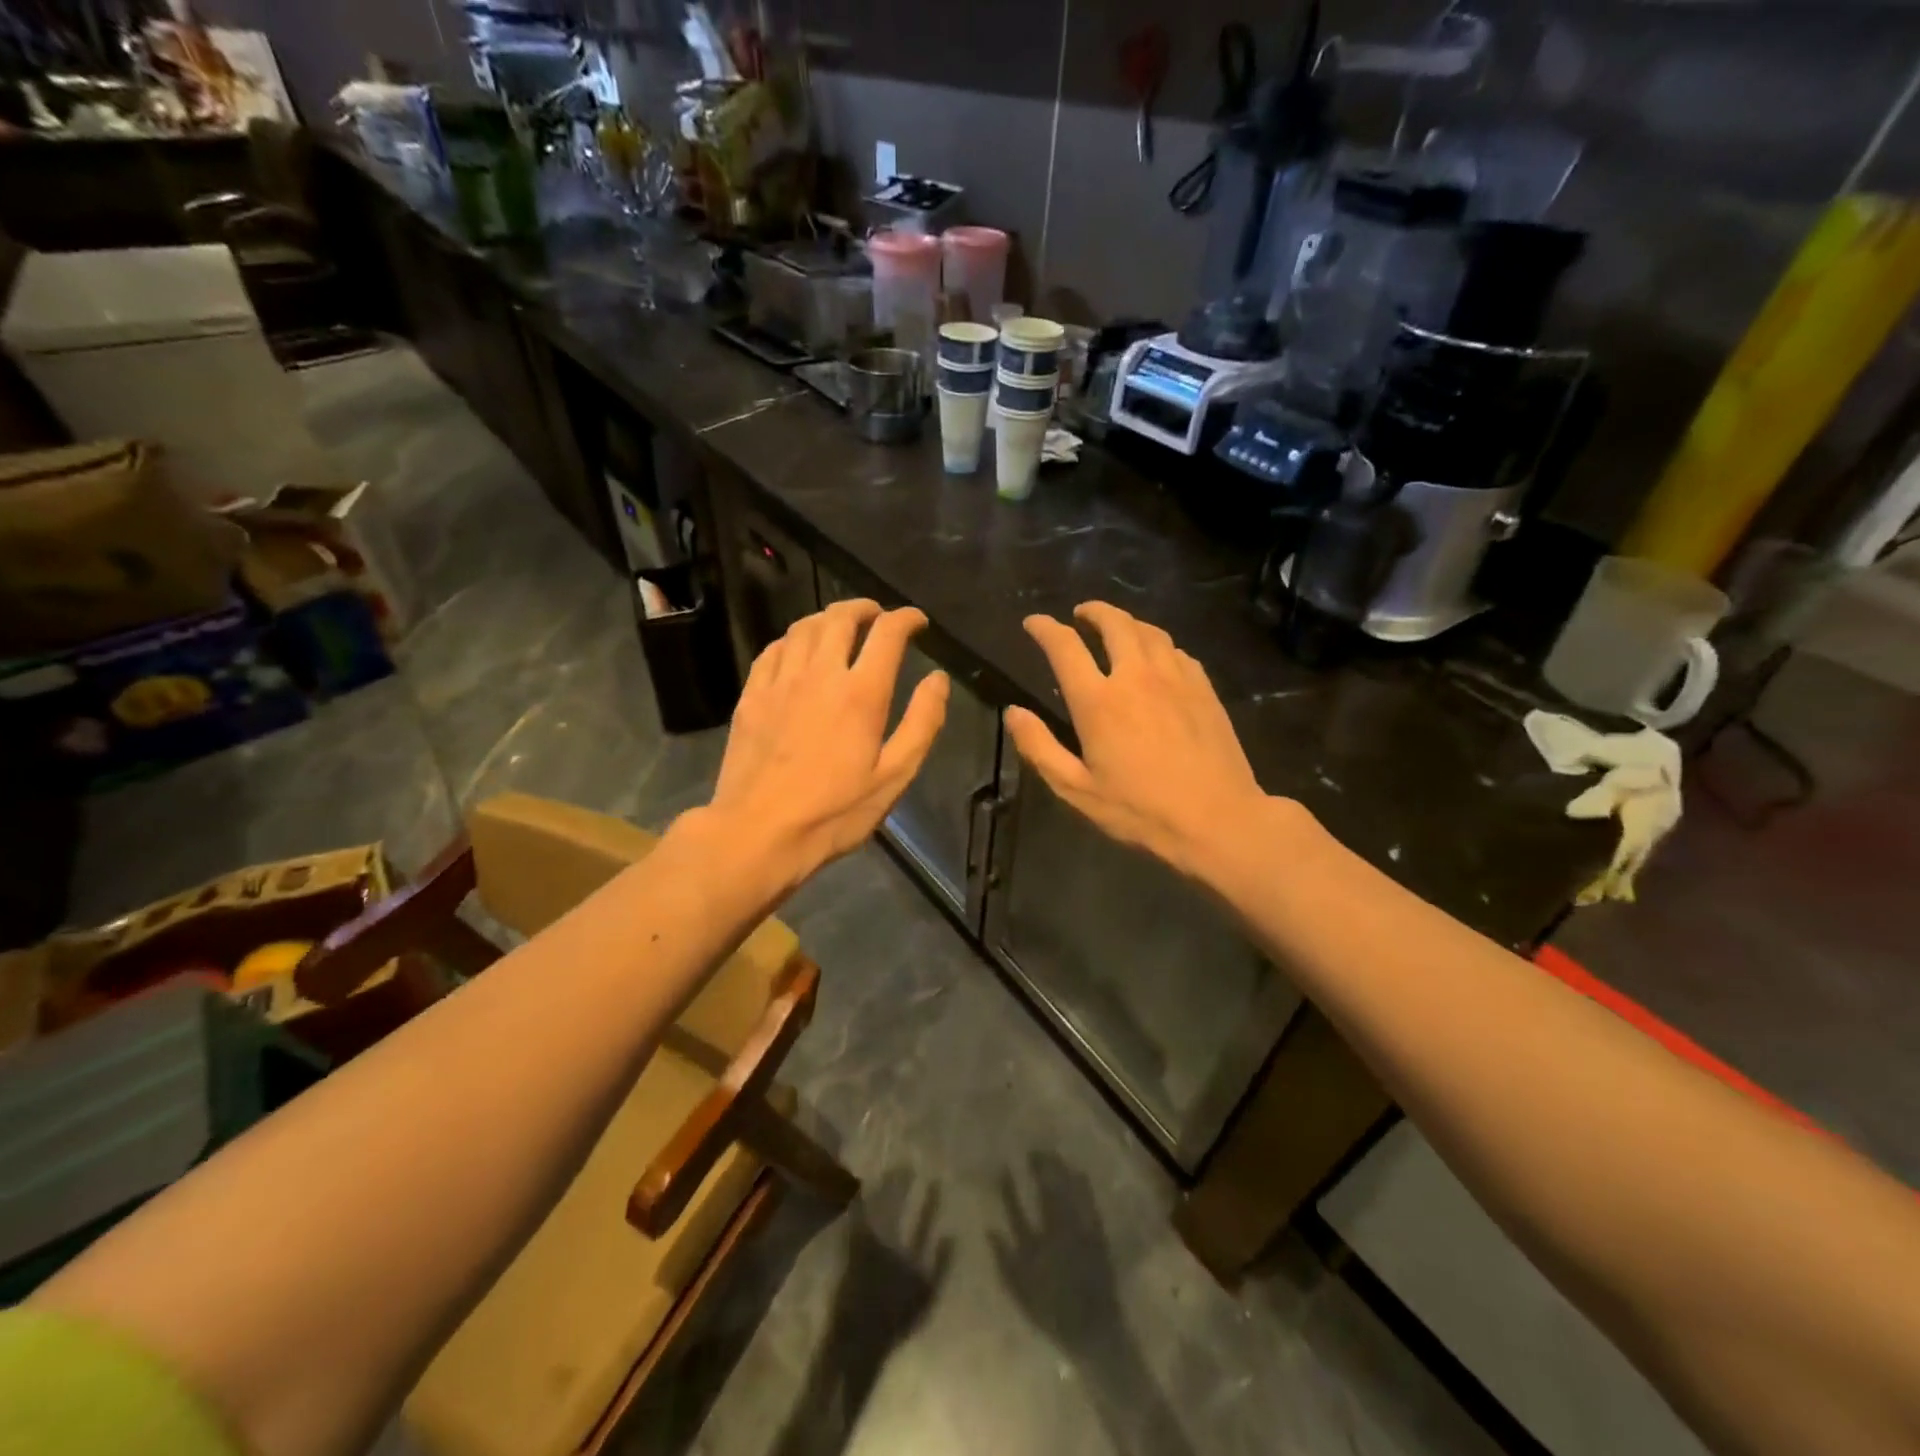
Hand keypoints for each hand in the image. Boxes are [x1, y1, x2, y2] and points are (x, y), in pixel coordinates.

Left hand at [705, 599, 948, 885]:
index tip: (917, 622)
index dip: (906, 619)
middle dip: (865, 608)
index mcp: (861, 693)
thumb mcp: (894, 777)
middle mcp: (820, 674)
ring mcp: (780, 682)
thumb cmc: (834, 813)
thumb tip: (938, 679)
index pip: (887, 633)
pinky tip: (799, 651)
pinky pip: (773, 650)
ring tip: (841, 627)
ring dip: (828, 618)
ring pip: (803, 627)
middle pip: (841, 618)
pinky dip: (793, 639)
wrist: (757, 834)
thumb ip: (922, 723)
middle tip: (878, 616)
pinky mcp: (751, 696)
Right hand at [1004, 602, 1271, 881]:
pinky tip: (1157, 657)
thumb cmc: (1140, 810)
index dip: (1045, 628)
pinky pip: (1176, 651)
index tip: (1034, 623)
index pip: (1065, 646)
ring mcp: (1175, 679)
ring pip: (1149, 631)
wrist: (1218, 820)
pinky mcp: (1203, 689)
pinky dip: (1157, 644)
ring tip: (1116, 628)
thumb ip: (1039, 748)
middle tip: (1080, 614)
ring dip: (1126, 622)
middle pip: (1114, 623)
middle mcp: (1136, 677)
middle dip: (1092, 611)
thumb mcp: (1076, 790)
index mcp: (1099, 701)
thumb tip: (1013, 713)